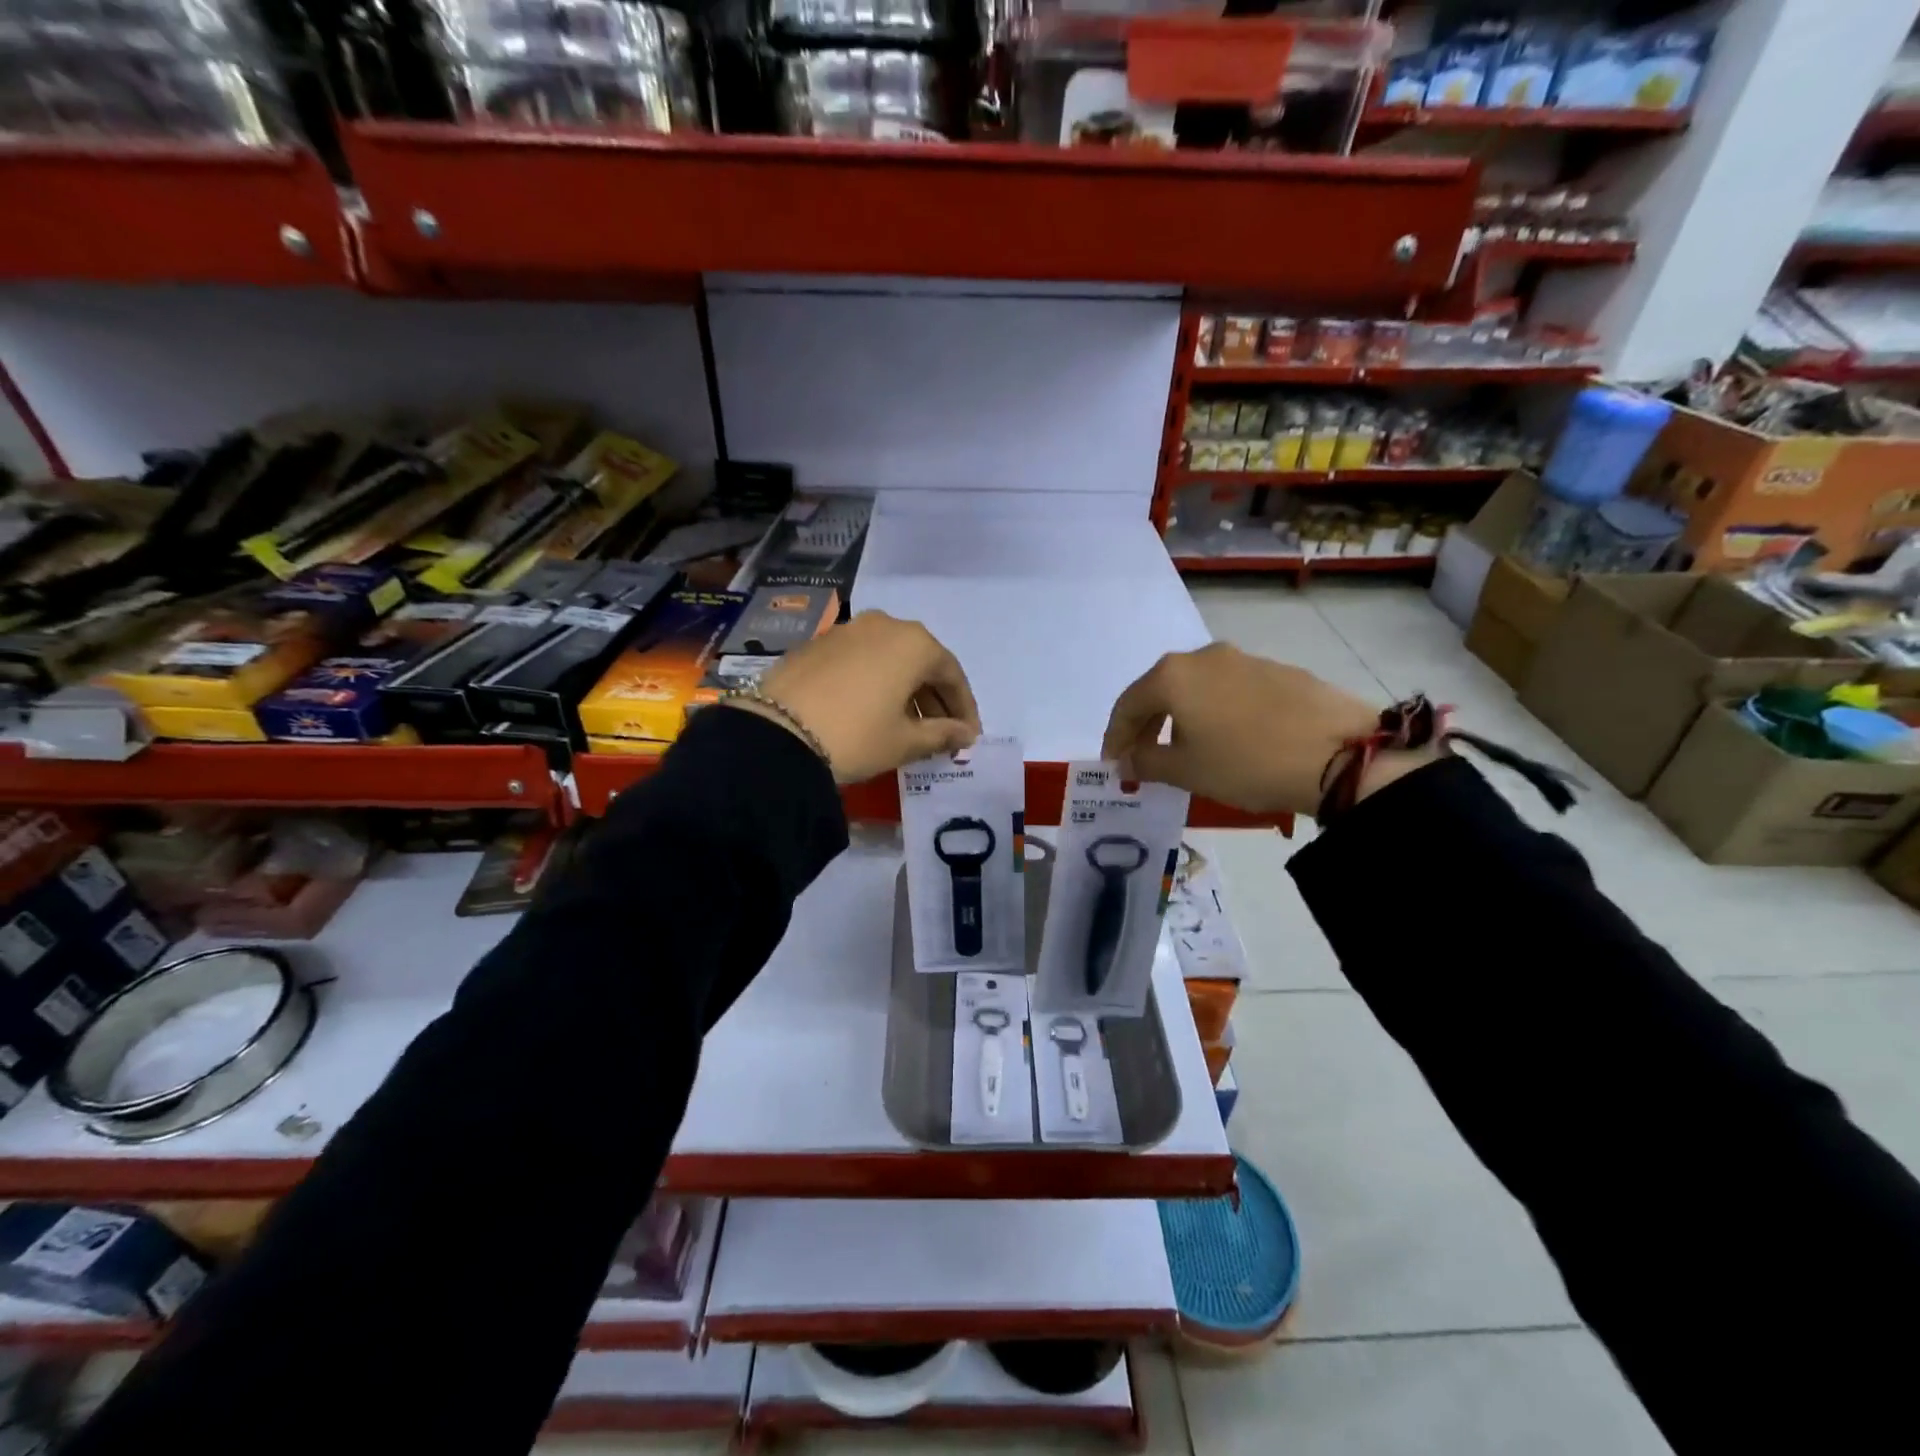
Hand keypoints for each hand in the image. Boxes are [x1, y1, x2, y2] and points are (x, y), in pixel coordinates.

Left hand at [728, 610, 980, 783]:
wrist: (776, 732)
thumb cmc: (857, 735)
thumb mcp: (904, 742)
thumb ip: (942, 735)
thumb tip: (965, 734)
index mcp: (914, 643)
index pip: (952, 675)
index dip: (964, 709)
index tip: (968, 737)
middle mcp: (884, 625)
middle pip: (921, 662)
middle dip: (934, 699)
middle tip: (941, 733)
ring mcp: (847, 630)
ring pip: (890, 659)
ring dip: (904, 690)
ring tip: (906, 726)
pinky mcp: (818, 643)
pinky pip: (861, 661)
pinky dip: (875, 683)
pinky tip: (871, 711)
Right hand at [1101, 643, 1395, 815]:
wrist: (1340, 754)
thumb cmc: (1246, 762)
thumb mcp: (1187, 771)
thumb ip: (1146, 762)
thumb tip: (1126, 761)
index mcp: (1173, 675)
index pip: (1128, 705)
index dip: (1115, 737)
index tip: (1114, 766)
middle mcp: (1204, 656)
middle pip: (1160, 690)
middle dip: (1147, 725)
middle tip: (1143, 758)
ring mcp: (1244, 659)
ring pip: (1197, 688)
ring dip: (1182, 717)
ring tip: (1186, 750)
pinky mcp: (1278, 670)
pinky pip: (1230, 690)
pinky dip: (1216, 712)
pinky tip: (1229, 739)